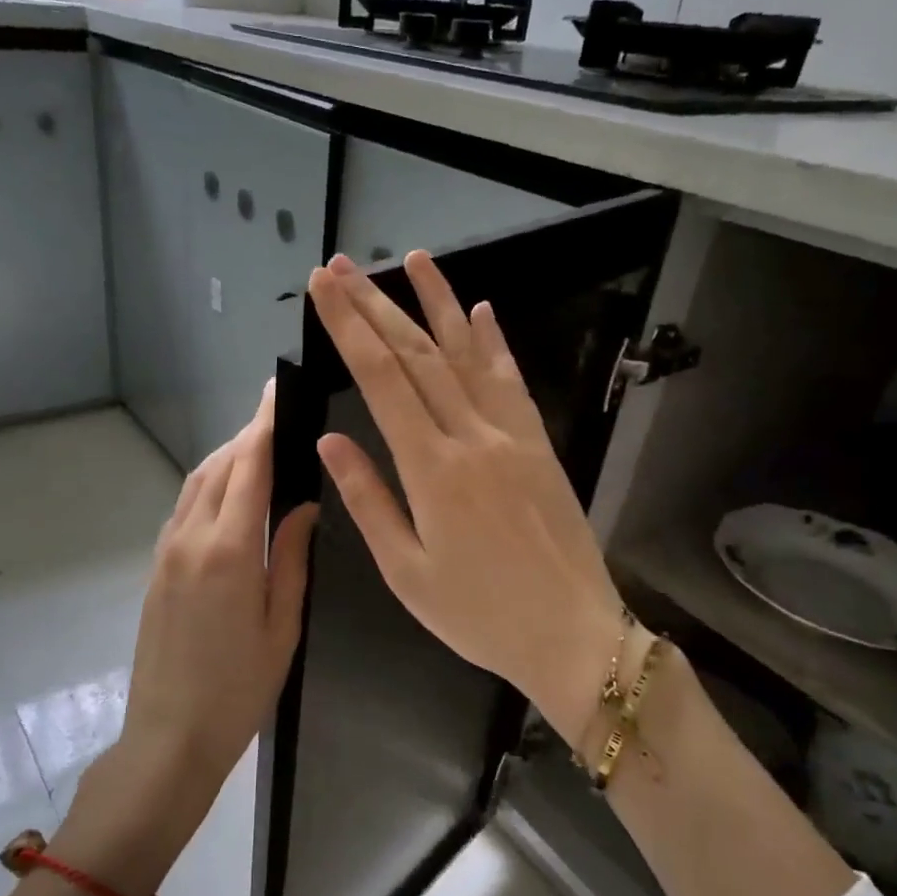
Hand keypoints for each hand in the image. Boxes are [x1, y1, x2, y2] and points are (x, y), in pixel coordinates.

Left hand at [120, 379, 320, 797]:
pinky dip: (209, 484)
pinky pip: (185, 507)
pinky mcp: (157, 566)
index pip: (248, 467)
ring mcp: (167, 551)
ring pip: (197, 483)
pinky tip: (229, 491)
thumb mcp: (281, 626)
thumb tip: (305, 506)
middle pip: (220, 466)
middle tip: (278, 415)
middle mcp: (191, 537)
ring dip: (227, 456)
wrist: (169, 735)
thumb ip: (292, 558)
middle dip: (248, 435)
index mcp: (228, 550)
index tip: (277, 390)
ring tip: (258, 445)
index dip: (264, 424)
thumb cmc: (238, 689)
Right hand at [307, 252, 630, 748]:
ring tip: (412, 260)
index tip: (322, 288)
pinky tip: (480, 311)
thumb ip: (369, 500)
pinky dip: (493, 342)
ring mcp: (512, 435)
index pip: (381, 380)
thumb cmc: (479, 615)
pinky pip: (512, 381)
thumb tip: (331, 441)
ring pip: (467, 355)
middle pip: (417, 355)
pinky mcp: (539, 444)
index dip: (348, 328)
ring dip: (437, 304)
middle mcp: (472, 437)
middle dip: (375, 305)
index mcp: (432, 470)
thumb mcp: (407, 572)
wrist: (574, 635)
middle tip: (342, 266)